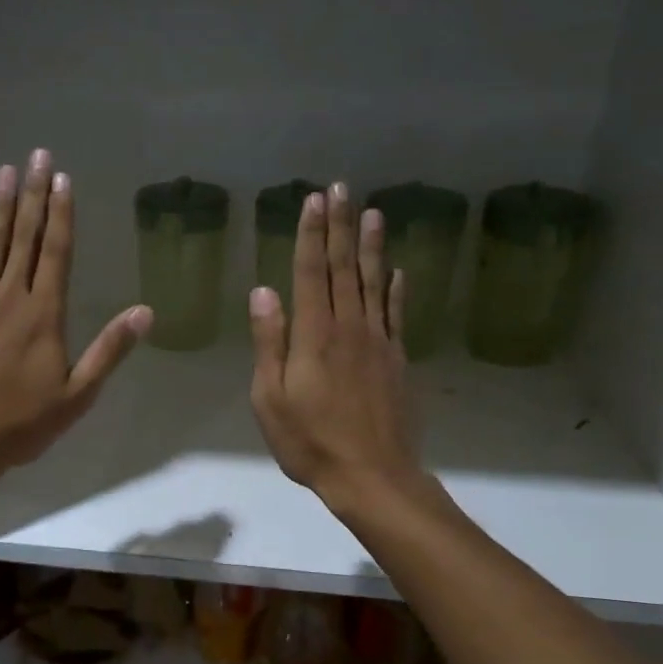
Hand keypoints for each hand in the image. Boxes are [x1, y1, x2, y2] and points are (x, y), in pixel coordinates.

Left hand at [0, 149, 151, 487]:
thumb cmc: (22, 424)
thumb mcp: (77, 396)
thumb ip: (109, 351)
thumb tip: (145, 312)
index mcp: (43, 316)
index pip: (56, 253)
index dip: (61, 214)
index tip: (63, 179)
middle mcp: (9, 299)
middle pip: (24, 238)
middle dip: (34, 195)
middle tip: (38, 155)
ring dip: (1, 207)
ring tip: (7, 171)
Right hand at [248, 181, 422, 510]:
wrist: (372, 475)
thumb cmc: (310, 441)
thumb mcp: (271, 398)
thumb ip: (269, 342)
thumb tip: (263, 291)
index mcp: (314, 335)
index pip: (312, 273)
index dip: (311, 235)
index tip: (313, 200)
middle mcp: (349, 327)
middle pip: (345, 268)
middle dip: (340, 226)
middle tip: (341, 188)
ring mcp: (379, 342)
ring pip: (375, 283)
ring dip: (372, 246)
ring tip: (372, 212)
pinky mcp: (397, 359)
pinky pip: (397, 314)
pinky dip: (397, 288)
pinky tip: (398, 270)